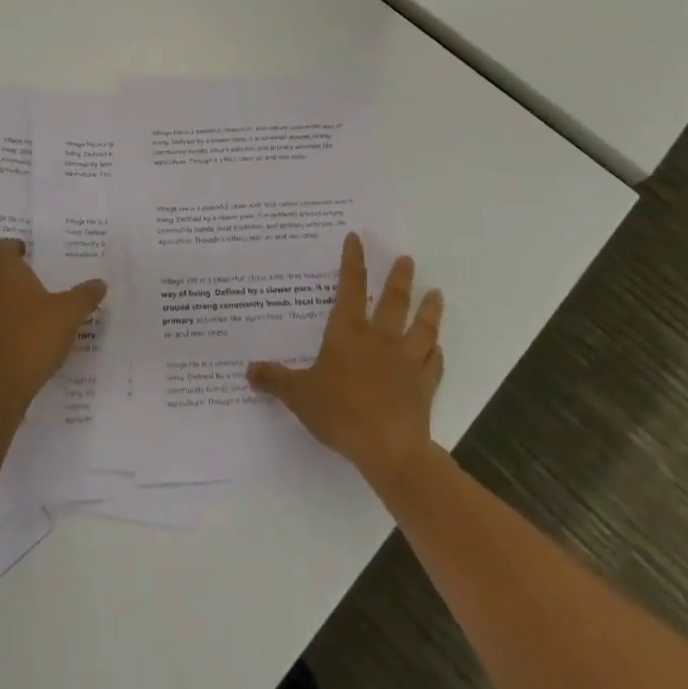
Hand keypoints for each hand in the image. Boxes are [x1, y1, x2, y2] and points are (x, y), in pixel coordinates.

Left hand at [0, 239, 106, 417]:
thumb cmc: (34, 337)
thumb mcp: (69, 314)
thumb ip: (84, 296)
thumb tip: (99, 283)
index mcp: (4, 276)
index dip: (11, 247)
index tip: (26, 252)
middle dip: (11, 280)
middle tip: (34, 287)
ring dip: (2, 307)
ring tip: (27, 317)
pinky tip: (18, 345)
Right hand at [248, 232, 443, 494]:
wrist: (389, 449)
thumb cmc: (340, 413)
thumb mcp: (299, 395)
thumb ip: (275, 380)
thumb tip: (248, 369)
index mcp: (348, 333)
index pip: (350, 288)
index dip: (353, 262)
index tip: (357, 238)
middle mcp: (380, 339)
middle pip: (393, 301)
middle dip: (399, 277)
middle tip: (407, 259)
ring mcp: (407, 361)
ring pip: (422, 327)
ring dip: (430, 309)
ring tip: (436, 293)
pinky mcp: (425, 386)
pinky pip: (434, 363)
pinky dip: (437, 354)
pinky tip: (439, 349)